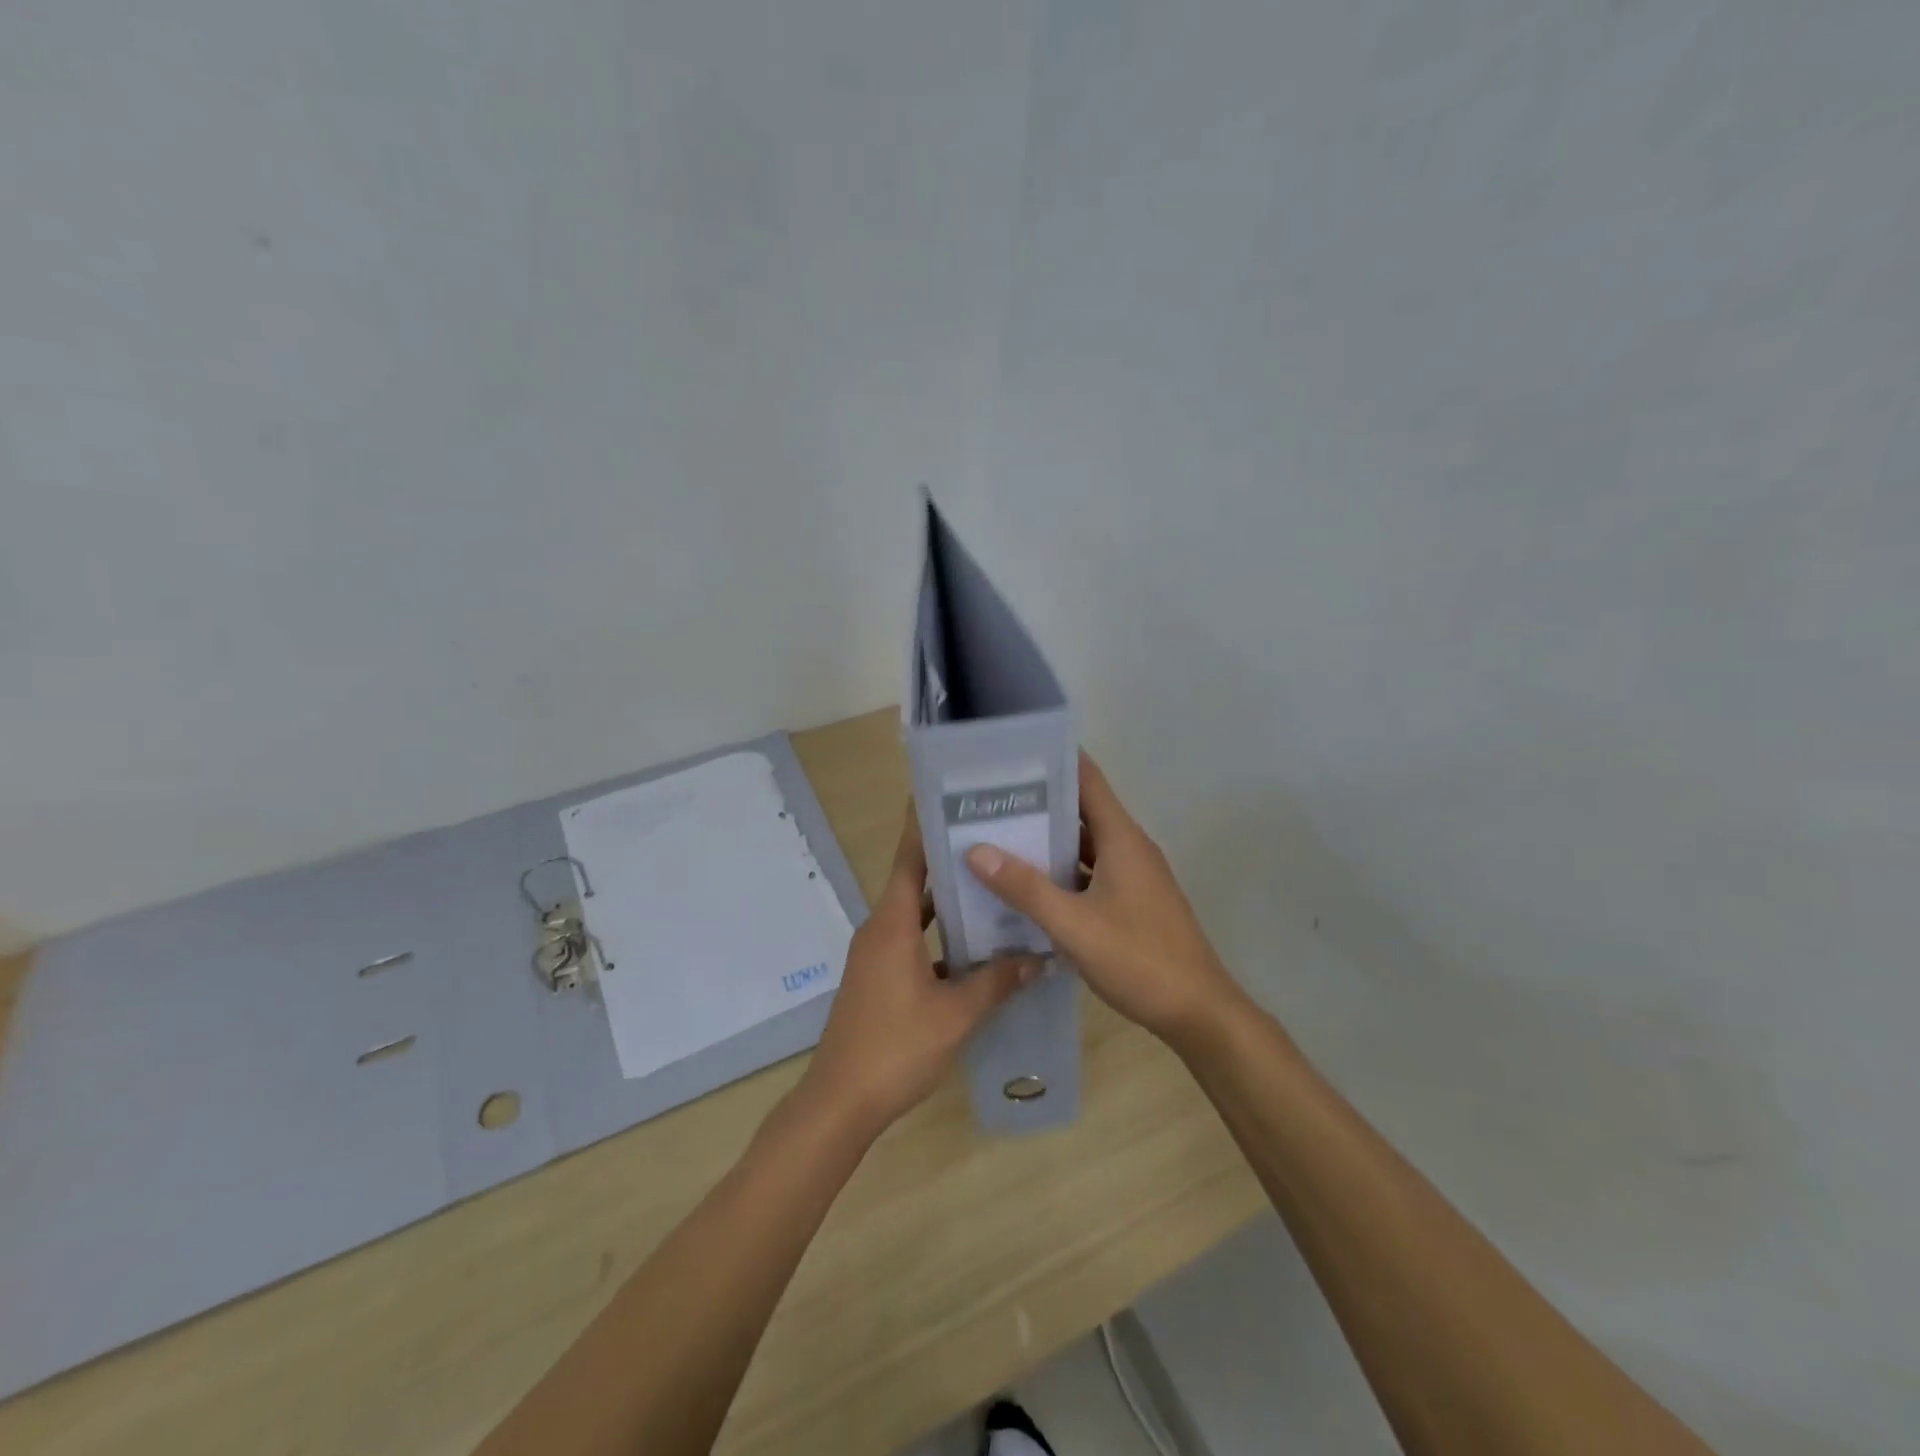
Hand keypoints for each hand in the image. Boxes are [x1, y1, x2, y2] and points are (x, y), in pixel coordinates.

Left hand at [800, 808, 1039, 1136]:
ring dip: (946, 901)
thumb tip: (1039, 957)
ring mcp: (876, 955)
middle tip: (991, 839)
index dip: (925, 827)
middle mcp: (880, 930)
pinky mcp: (878, 978)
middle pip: (914, 882)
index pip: (909, 860)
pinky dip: (939, 936)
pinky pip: (912, 941)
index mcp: (891, 924)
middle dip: (948, 860)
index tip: (950, 798)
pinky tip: (974, 946)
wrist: (841, 1102)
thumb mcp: (955, 1014)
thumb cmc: (896, 1047)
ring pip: (914, 914)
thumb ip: (997, 982)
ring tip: (990, 884)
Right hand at [964, 753, 1240, 1047]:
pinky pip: (1090, 873)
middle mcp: (1129, 848)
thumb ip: (1025, 888)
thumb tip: (976, 850)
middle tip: (987, 799)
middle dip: (1038, 803)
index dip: (1053, 760)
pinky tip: (1027, 886)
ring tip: (997, 836)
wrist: (1199, 1013)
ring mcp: (1133, 876)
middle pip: (1081, 810)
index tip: (1010, 754)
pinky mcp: (1132, 902)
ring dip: (1047, 841)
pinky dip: (1061, 873)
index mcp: (1122, 838)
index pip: (1088, 779)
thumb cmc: (1140, 960)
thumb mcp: (1074, 925)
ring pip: (1084, 846)